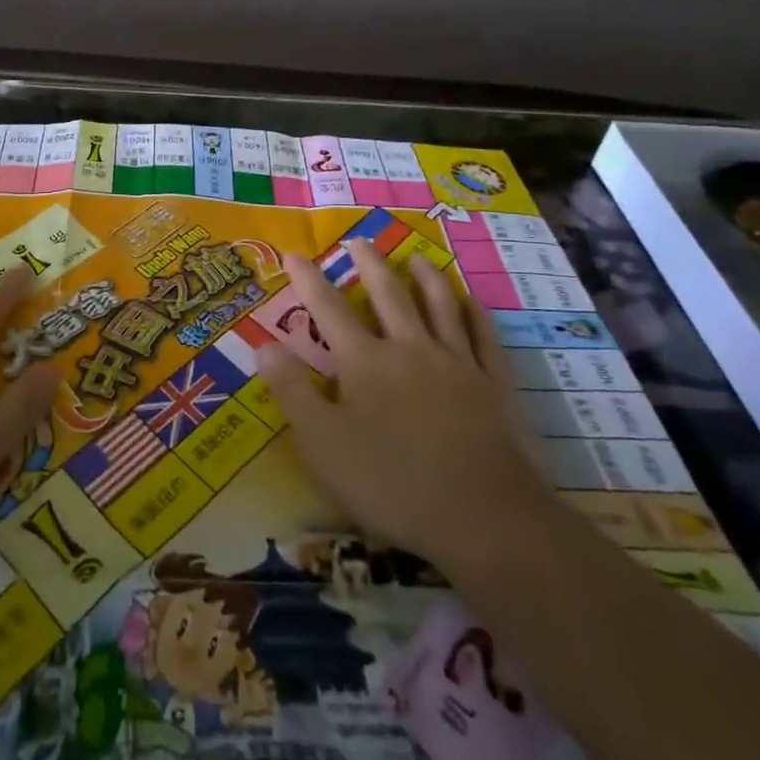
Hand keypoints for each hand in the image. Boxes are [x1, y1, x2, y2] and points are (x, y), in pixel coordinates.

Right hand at [259, 240, 558, 578]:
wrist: (484, 518)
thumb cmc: (391, 484)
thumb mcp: (323, 444)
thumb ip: (292, 391)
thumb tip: (264, 345)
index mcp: (366, 362)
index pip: (329, 309)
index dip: (309, 280)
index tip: (294, 254)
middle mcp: (411, 349)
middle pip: (389, 294)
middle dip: (370, 265)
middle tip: (359, 241)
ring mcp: (458, 364)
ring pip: (440, 306)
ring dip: (425, 277)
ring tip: (415, 257)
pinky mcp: (495, 386)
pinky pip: (485, 338)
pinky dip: (476, 314)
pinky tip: (471, 300)